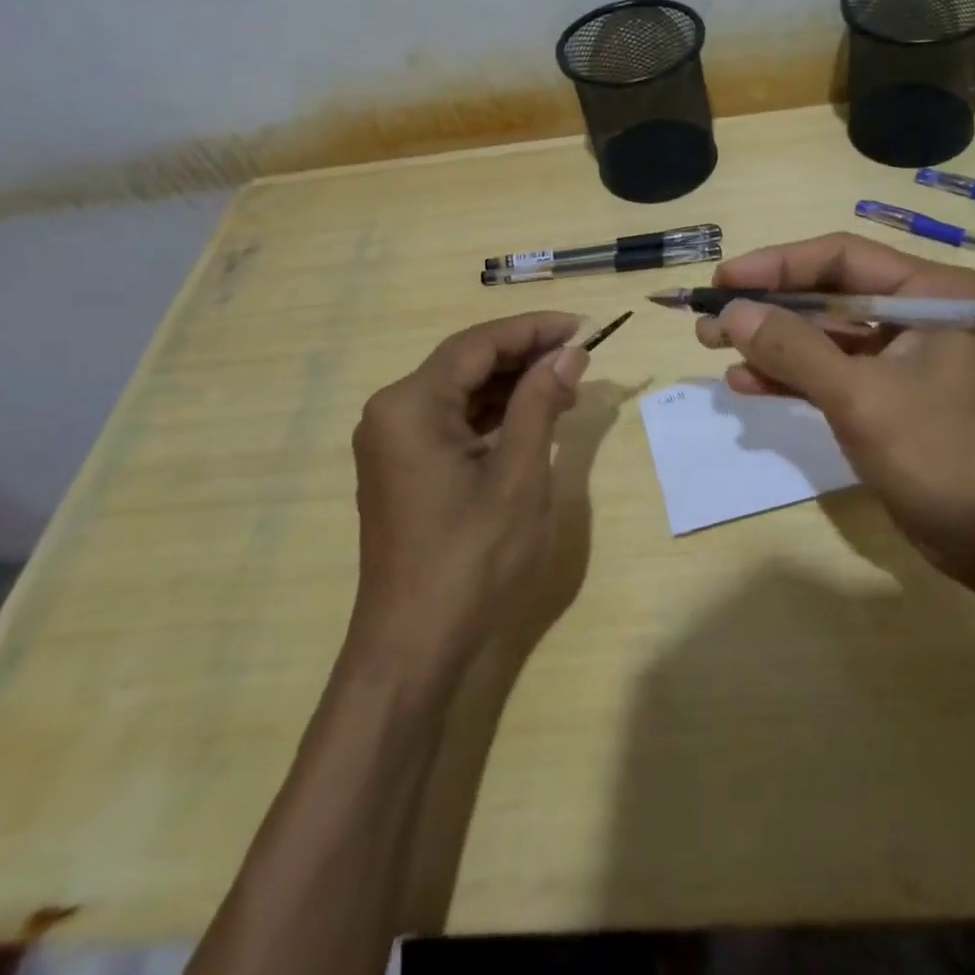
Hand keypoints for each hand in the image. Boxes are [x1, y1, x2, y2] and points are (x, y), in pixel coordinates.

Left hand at [349, 311, 587, 660]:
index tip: (582, 326)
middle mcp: (392, 412)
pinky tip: (533, 416)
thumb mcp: (519, 475)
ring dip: (512, 384)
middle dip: (525, 355)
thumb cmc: (472, 559)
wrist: (413, 647)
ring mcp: (393, 442)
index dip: (533, 329)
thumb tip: (569, 353)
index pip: (478, 344)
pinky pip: (452, 421)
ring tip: (567, 384)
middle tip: (581, 356)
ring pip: (461, 391)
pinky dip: (494, 414)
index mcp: (411, 405)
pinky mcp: (403, 467)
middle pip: (466, 363)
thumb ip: (541, 403)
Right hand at [698, 233, 974, 587]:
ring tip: (713, 348)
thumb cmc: (944, 456)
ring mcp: (908, 356)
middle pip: (831, 296)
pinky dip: (794, 377)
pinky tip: (747, 383)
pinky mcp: (894, 395)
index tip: (723, 279)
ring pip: (827, 336)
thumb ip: (794, 349)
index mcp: (933, 292)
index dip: (776, 265)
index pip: (842, 258)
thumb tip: (733, 312)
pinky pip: (836, 372)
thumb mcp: (861, 397)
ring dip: (773, 344)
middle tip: (709, 320)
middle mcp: (922, 312)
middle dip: (768, 309)